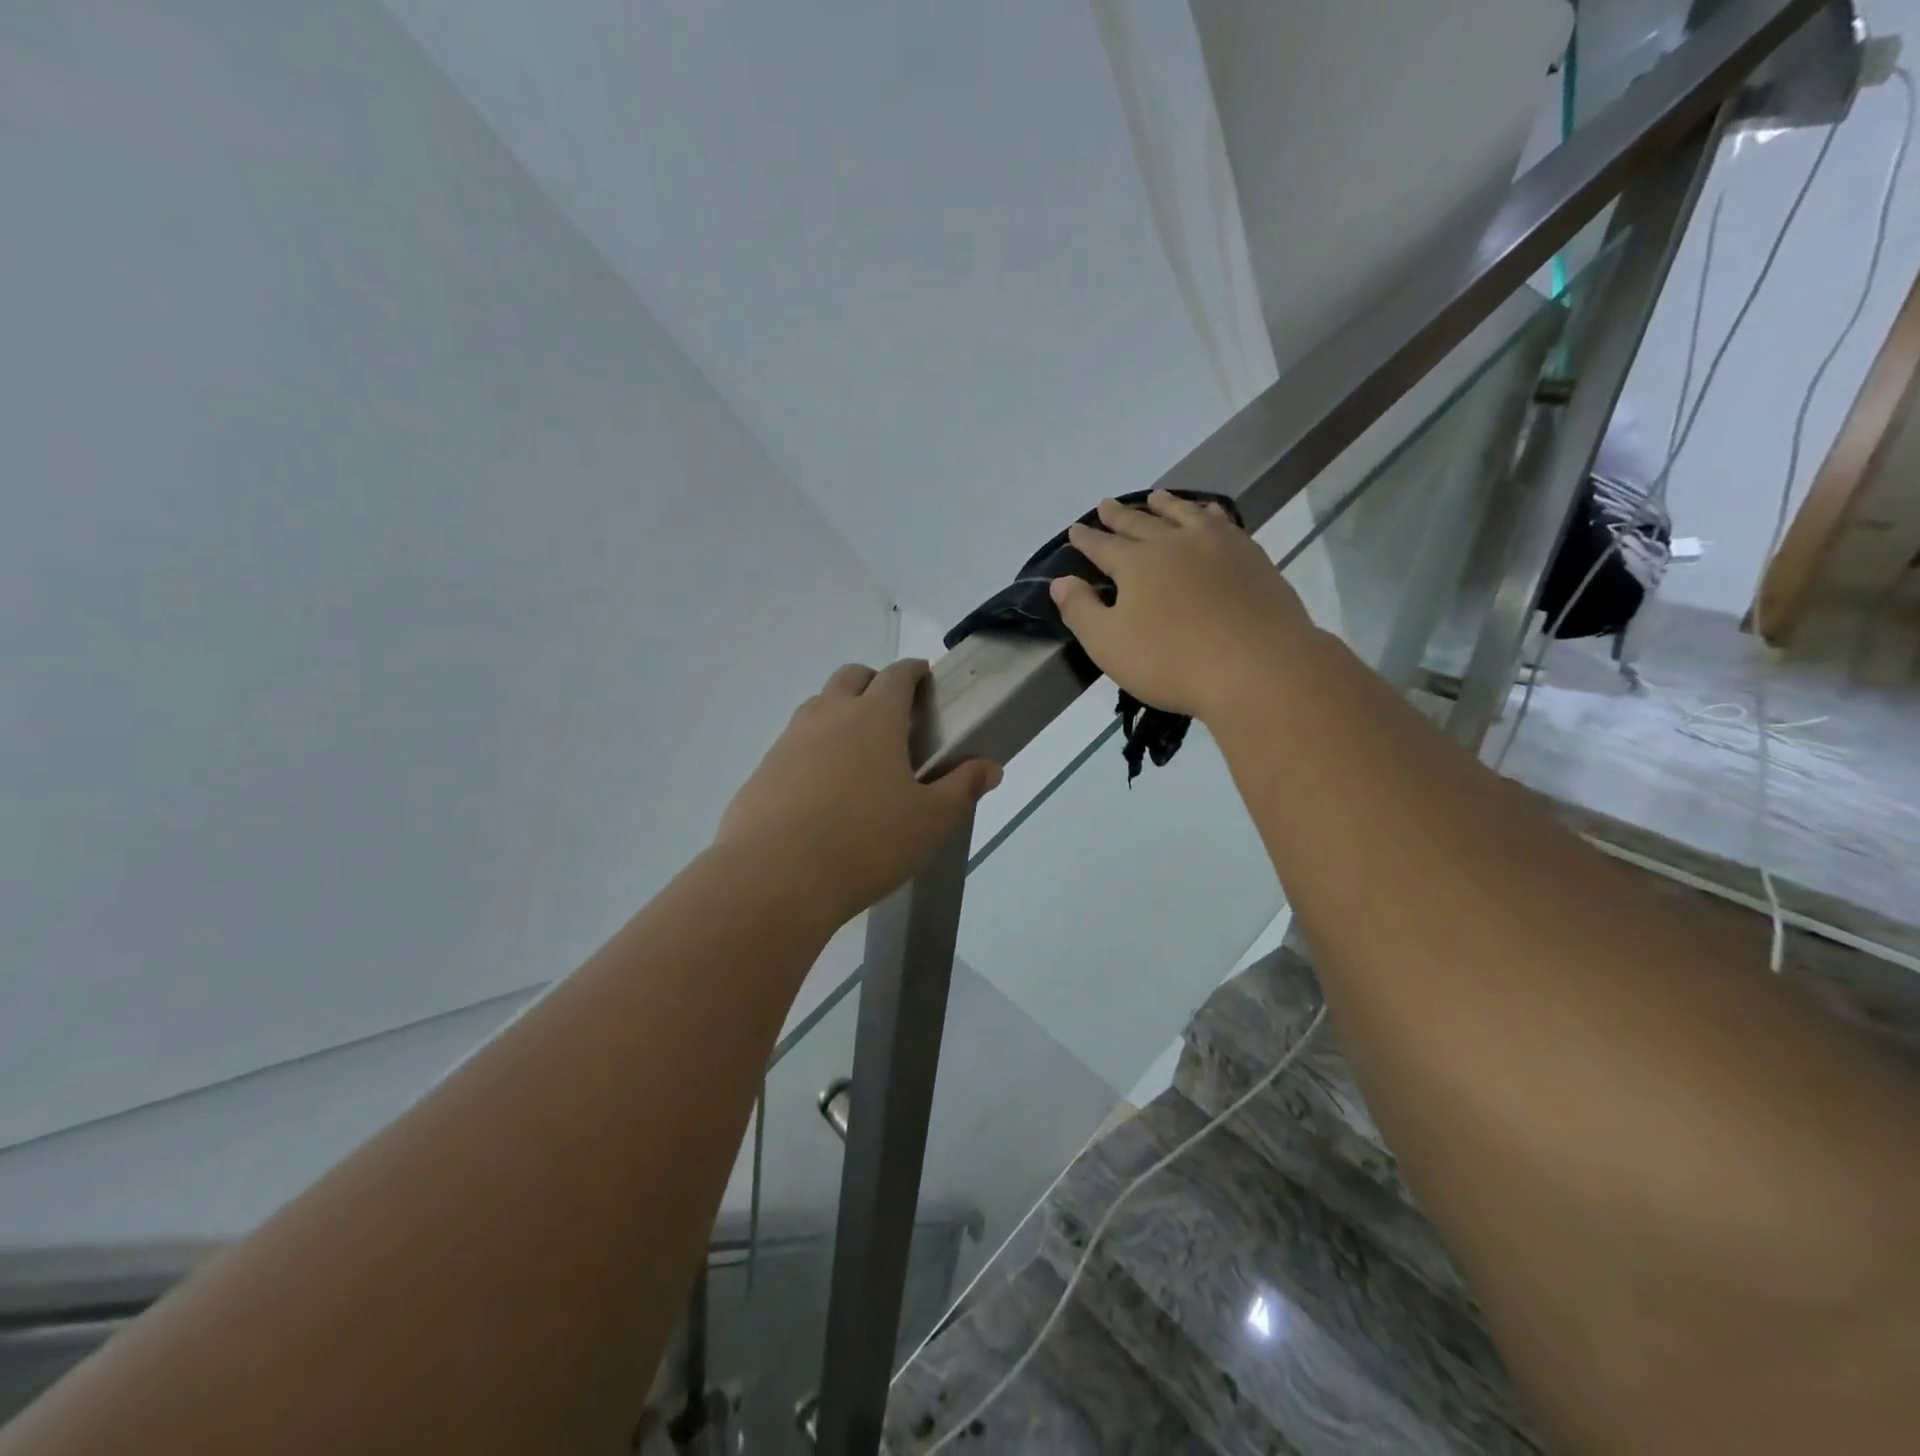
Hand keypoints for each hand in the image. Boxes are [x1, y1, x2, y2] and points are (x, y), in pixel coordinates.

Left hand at [714, 660, 1001, 926]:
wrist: (775, 877)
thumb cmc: (867, 842)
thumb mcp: (931, 820)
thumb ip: (962, 788)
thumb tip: (990, 767)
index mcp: (874, 718)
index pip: (896, 676)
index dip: (913, 671)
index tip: (923, 677)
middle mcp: (828, 717)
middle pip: (850, 677)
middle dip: (873, 682)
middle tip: (893, 712)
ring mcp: (789, 742)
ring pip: (816, 707)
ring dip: (839, 712)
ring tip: (858, 751)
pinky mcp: (762, 772)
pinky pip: (792, 745)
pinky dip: (812, 749)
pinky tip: (822, 789)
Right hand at [1050, 492, 1314, 721]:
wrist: (1258, 667)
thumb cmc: (1172, 662)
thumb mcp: (1109, 645)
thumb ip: (1081, 610)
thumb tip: (1061, 582)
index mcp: (1137, 564)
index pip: (1103, 546)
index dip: (1086, 539)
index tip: (1075, 528)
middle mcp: (1175, 543)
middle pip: (1141, 523)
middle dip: (1120, 515)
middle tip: (1106, 504)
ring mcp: (1218, 545)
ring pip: (1184, 514)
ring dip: (1166, 505)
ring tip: (1155, 497)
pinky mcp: (1252, 557)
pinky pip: (1222, 522)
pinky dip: (1208, 513)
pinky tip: (1209, 516)